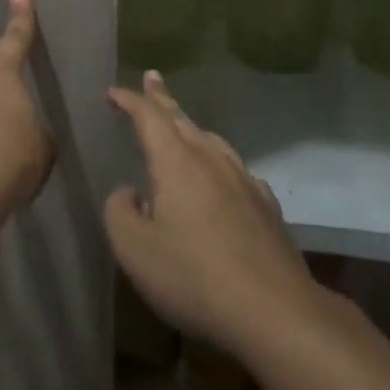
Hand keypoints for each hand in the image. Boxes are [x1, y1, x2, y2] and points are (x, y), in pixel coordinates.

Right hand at [105, 72, 319, 354]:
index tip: (113, 93)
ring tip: (181, 124)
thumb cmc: (194, 276)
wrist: (276, 312)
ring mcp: (244, 181)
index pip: (148, 116)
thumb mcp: (133, 249)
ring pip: (212, 141)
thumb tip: (131, 193)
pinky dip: (218, 162)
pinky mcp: (266, 208)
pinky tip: (223, 177)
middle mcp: (211, 160)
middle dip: (162, 98)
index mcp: (176, 161)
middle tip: (152, 77)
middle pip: (182, 119)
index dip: (129, 101)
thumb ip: (120, 211)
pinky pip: (235, 169)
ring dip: (191, 127)